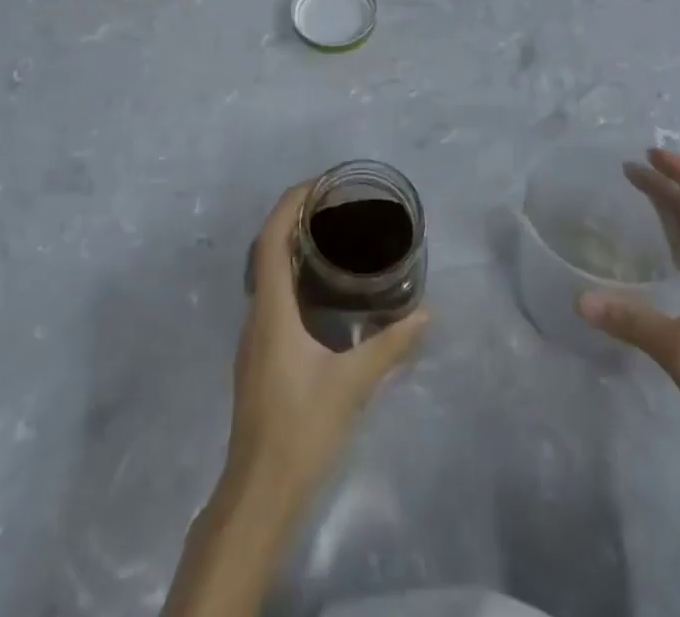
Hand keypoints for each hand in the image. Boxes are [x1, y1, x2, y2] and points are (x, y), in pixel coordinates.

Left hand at [225, 183, 427, 506]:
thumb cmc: (300, 430)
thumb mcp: (351, 385)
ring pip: (266, 273)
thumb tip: (425, 313)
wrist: (257, 495)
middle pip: (266, 248)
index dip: (290, 203)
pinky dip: (292, 274)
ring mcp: (254, 337)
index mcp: (272, 310)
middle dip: (294, 217)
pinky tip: (320, 288)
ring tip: (330, 235)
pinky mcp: (259, 356)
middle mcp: (257, 315)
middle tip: (333, 204)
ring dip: (291, 245)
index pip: (271, 239)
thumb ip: (389, 346)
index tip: (320, 183)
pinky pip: (271, 296)